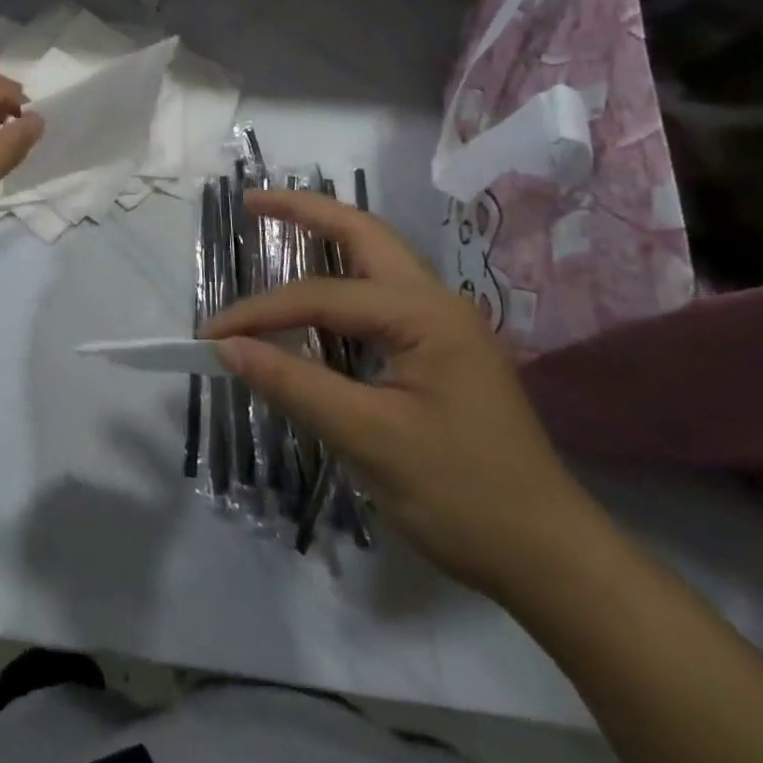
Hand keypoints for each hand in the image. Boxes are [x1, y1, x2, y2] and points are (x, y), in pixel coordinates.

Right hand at [202, 190, 595, 599]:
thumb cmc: (463, 498)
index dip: (259, 312)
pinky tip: (318, 292)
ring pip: (375, 256)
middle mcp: (437, 301)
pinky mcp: (443, 348)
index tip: (210, 335)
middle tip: (251, 202)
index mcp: (424, 313)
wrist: (552, 560)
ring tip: (277, 223)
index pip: (321, 296)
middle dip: (305, 210)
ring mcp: (445, 322)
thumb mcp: (369, 440)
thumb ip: (294, 384)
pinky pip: (381, 294)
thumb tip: (227, 348)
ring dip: (326, 235)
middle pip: (362, 233)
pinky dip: (340, 278)